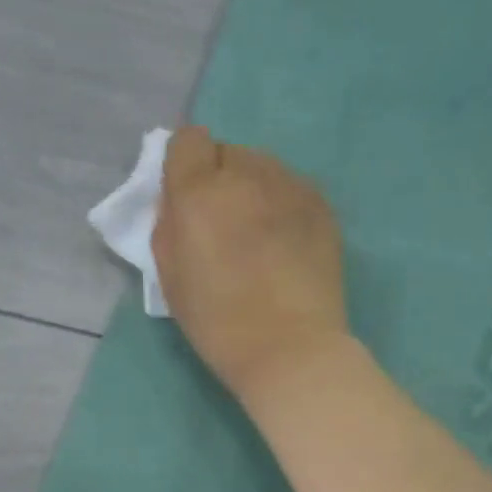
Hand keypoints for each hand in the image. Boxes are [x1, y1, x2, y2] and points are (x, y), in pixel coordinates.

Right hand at [152, 124, 348, 401]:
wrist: (291, 349)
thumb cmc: (221, 325)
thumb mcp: (171, 280)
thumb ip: (168, 227)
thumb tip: (178, 202)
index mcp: (199, 192)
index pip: (188, 142)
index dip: (186, 170)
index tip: (191, 203)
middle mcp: (246, 175)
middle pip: (228, 154)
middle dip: (222, 181)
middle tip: (227, 229)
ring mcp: (290, 187)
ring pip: (264, 169)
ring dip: (256, 192)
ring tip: (262, 239)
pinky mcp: (322, 206)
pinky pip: (294, 190)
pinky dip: (286, 207)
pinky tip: (289, 247)